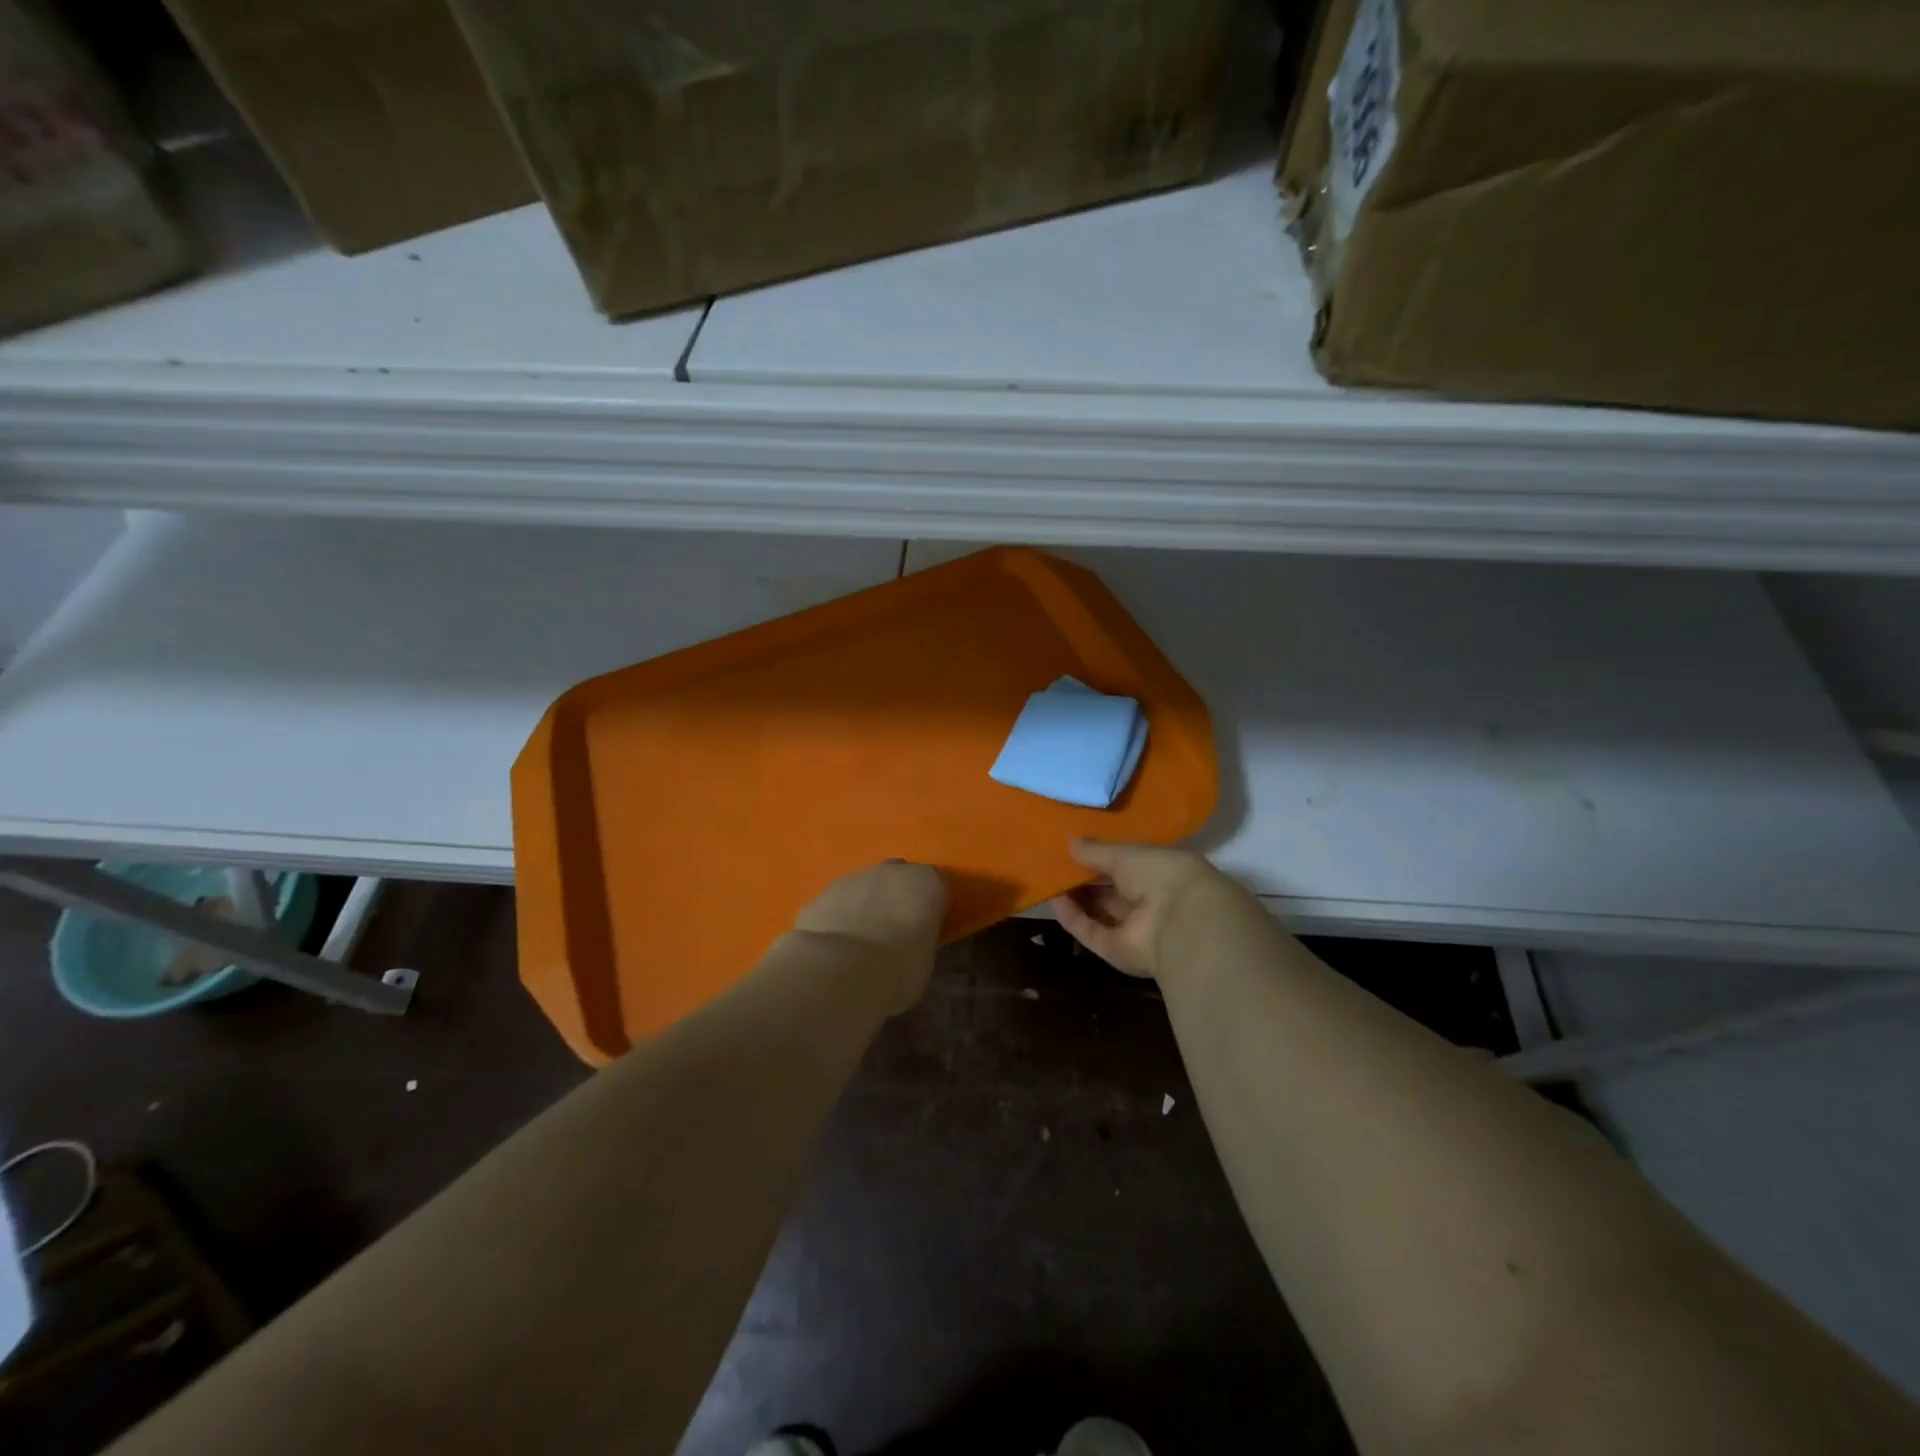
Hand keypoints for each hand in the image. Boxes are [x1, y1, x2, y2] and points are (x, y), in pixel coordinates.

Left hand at [792, 861, 948, 1013]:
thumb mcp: (924, 961)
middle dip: (896, 898)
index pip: (937, 887)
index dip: (931, 908)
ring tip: (860, 944)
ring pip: (864, 887)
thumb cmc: (897, 970)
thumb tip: (909, 944)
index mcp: (927, 883)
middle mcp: (891, 870)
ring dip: (865, 905)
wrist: (839, 970)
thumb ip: (919, 942)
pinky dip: (838, 918)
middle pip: (899, 878)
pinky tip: (834, 947)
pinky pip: (836, 904)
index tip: (926, 931)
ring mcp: (852, 878)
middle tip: (894, 933)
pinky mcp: (820, 894)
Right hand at [1049, 839, 1224, 978]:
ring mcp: (1134, 930)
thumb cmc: (1160, 874)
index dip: (1103, 858)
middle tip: (1056, 863)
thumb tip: (1072, 843)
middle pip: (1111, 891)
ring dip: (1075, 898)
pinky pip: (1091, 931)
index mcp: (1161, 874)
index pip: (1128, 866)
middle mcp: (1150, 903)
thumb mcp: (1126, 854)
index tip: (1076, 848)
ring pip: (1099, 912)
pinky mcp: (1117, 951)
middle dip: (1085, 879)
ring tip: (1048, 878)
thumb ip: (1097, 850)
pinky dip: (1073, 917)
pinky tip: (1053, 899)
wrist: (1180, 922)